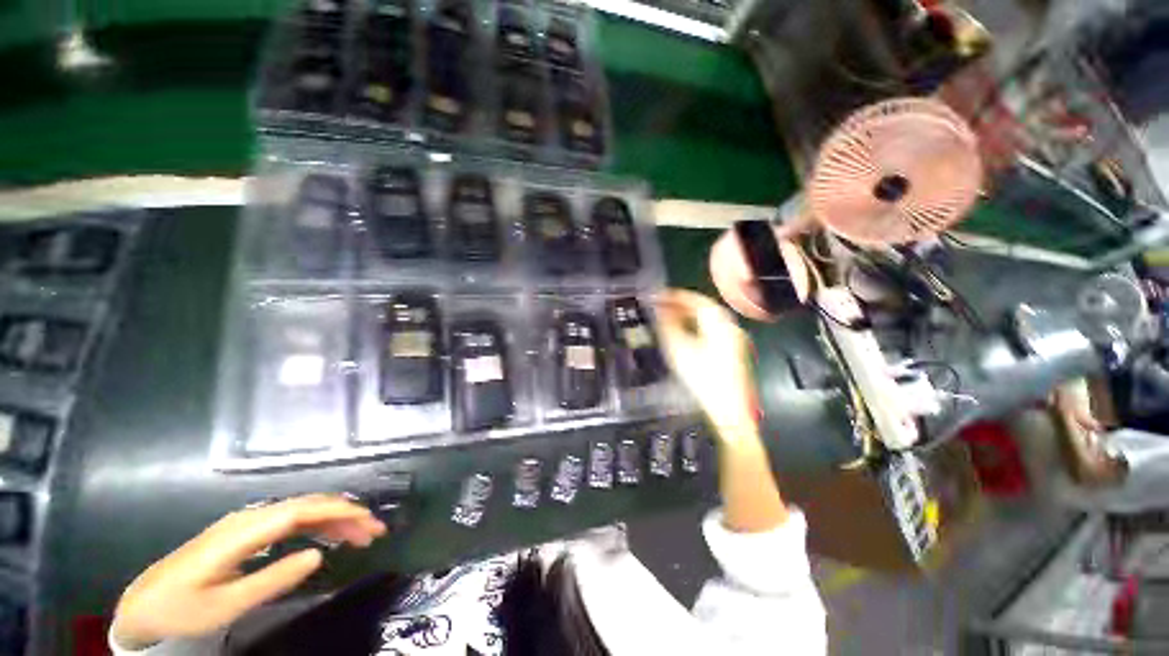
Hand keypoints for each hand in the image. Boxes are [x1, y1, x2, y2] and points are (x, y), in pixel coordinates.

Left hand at [112, 494, 386, 649]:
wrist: (142, 604)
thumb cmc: (181, 609)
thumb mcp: (225, 605)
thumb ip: (272, 579)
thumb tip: (318, 555)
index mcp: (243, 532)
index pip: (302, 510)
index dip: (340, 511)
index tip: (369, 523)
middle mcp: (249, 518)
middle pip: (307, 504)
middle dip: (346, 513)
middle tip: (375, 532)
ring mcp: (247, 522)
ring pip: (302, 509)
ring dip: (335, 518)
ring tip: (360, 535)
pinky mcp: (246, 531)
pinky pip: (290, 519)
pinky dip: (317, 524)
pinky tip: (329, 536)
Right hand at [656, 289, 756, 439]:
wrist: (730, 412)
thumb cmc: (703, 380)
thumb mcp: (679, 350)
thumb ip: (668, 325)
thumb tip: (659, 309)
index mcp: (720, 324)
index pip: (696, 300)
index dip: (676, 296)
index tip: (658, 295)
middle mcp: (730, 327)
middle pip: (704, 308)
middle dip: (681, 305)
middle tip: (660, 305)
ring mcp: (734, 340)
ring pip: (708, 319)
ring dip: (688, 315)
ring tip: (668, 317)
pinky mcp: (732, 351)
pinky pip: (712, 329)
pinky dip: (696, 326)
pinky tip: (684, 333)